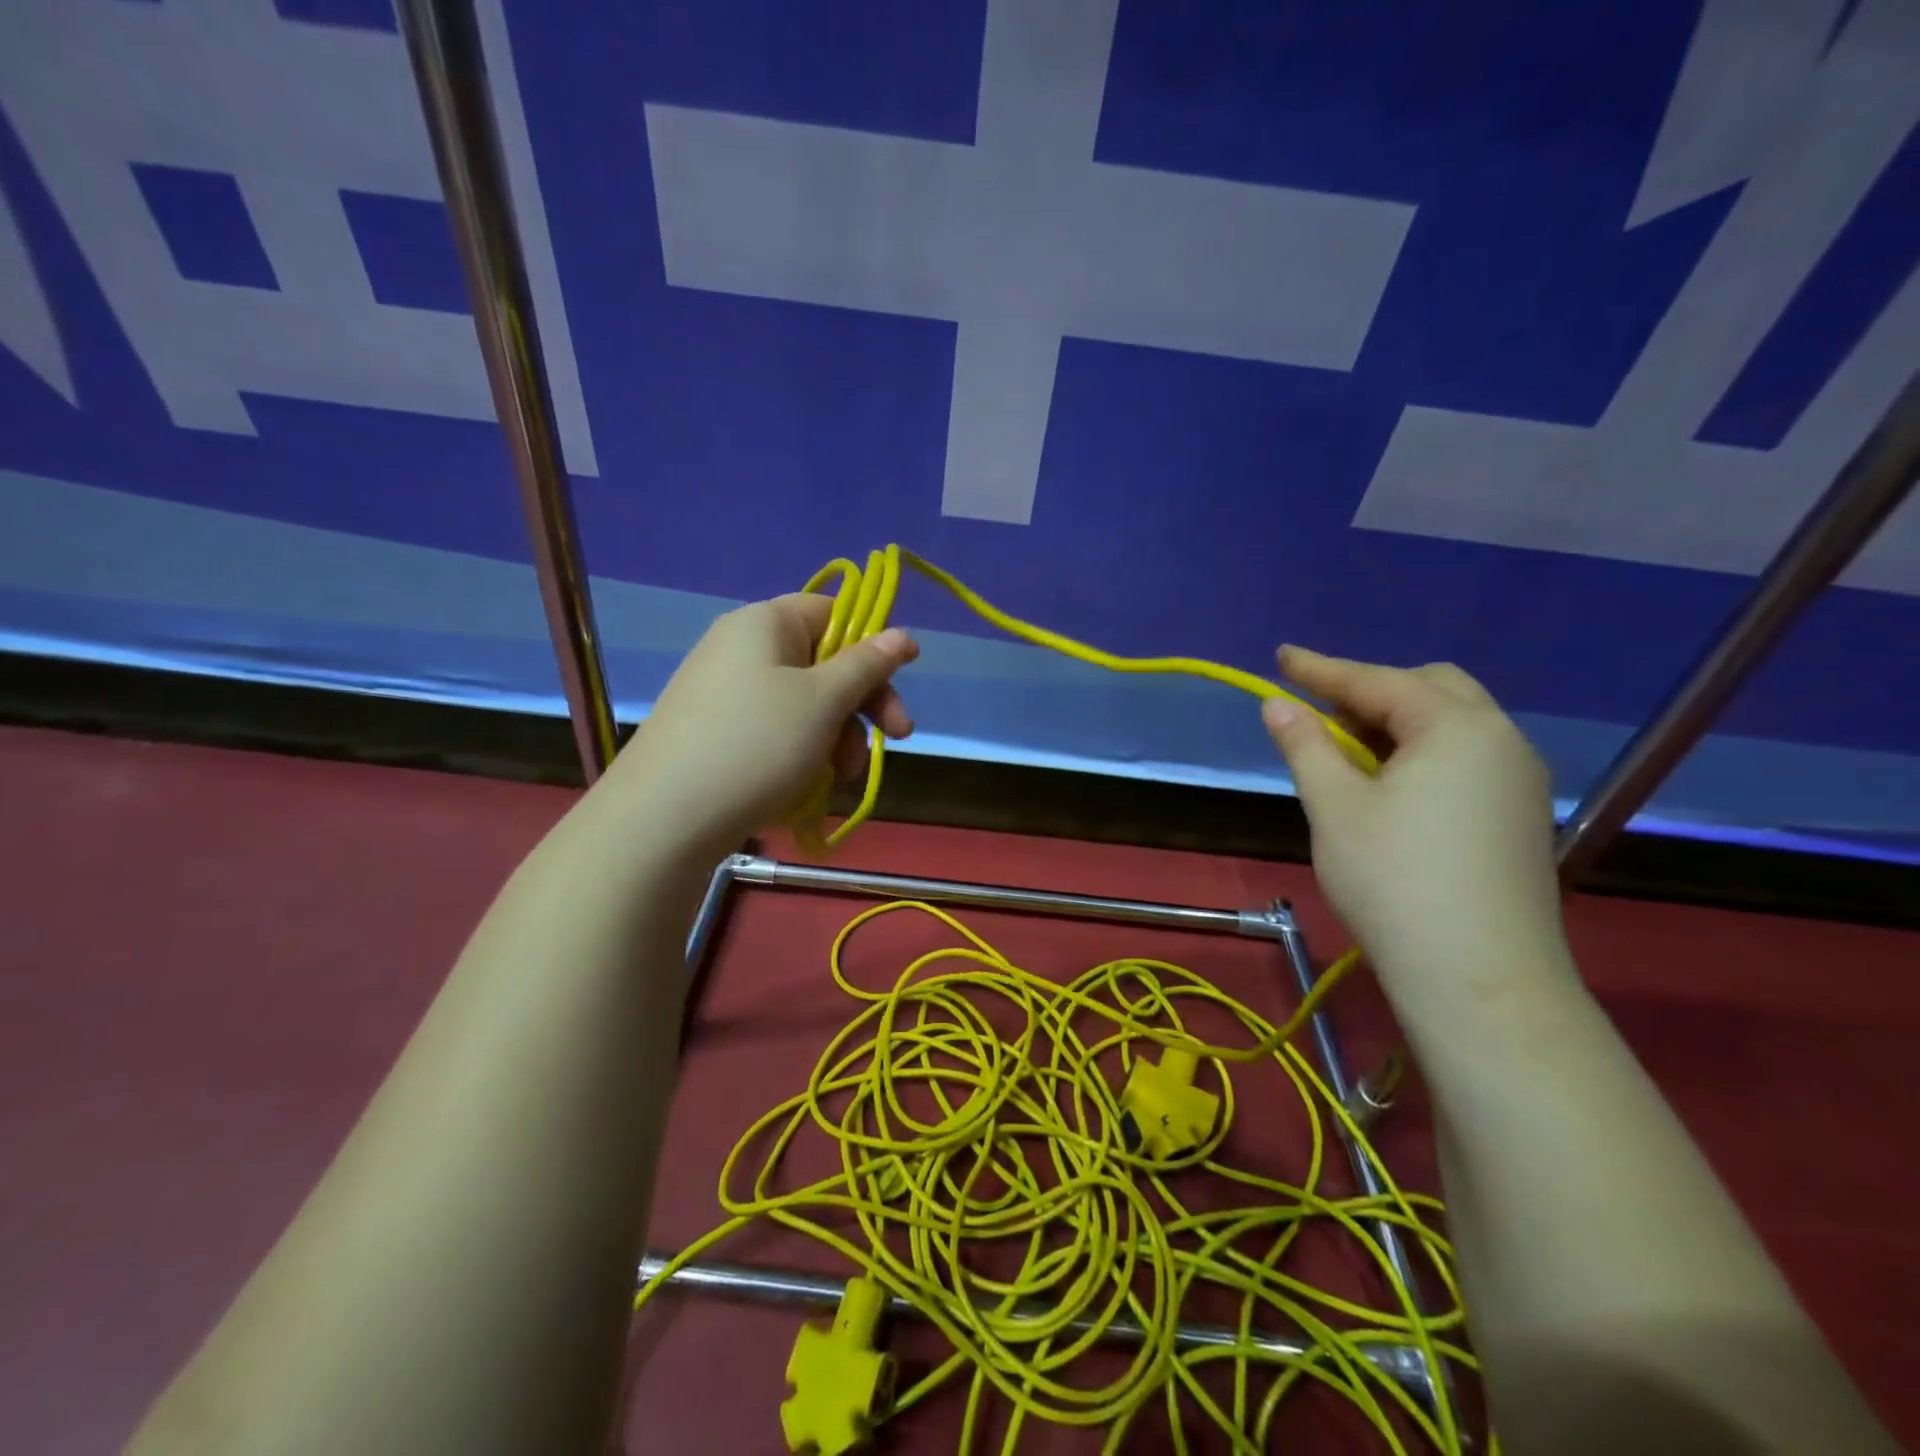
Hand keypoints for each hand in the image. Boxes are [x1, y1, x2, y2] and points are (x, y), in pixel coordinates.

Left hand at [607, 594, 917, 852]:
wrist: (664, 819)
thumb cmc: (757, 744)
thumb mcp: (823, 701)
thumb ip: (866, 665)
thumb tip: (902, 633)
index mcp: (765, 624)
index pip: (833, 611)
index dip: (872, 641)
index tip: (904, 675)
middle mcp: (742, 649)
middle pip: (824, 663)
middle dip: (862, 705)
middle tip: (897, 738)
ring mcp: (726, 694)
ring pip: (805, 706)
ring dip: (836, 739)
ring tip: (839, 779)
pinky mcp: (717, 734)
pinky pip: (776, 733)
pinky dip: (801, 756)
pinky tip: (806, 790)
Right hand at [1261, 647, 1567, 1012]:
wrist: (1478, 977)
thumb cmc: (1393, 880)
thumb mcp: (1334, 806)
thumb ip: (1306, 745)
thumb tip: (1277, 704)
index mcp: (1457, 728)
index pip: (1377, 681)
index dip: (1322, 669)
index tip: (1281, 656)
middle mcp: (1501, 740)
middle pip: (1430, 688)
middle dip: (1370, 692)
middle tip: (1320, 716)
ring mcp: (1519, 779)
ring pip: (1452, 724)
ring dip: (1396, 723)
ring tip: (1347, 754)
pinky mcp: (1519, 815)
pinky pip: (1466, 757)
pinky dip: (1422, 753)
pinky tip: (1390, 786)